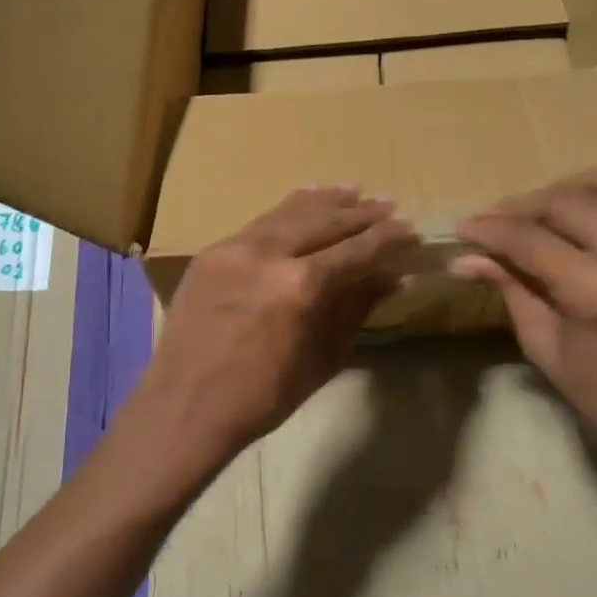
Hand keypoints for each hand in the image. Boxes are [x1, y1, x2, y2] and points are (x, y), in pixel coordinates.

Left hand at [133, 187, 414, 466]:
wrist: (186, 405)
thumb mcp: (323, 358)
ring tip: (354, 191)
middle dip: (361, 213)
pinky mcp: (212, 252)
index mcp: (300, 287)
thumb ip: (357, 308)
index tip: (409, 229)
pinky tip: (306, 198)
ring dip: (325, 201)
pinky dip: (287, 209)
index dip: (387, 238)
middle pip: (324, 221)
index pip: (355, 250)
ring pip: (289, 212)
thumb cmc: (263, 397)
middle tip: (389, 205)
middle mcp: (268, 254)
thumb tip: (394, 276)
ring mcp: (234, 248)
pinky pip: (258, 222)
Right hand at [452, 158, 596, 480]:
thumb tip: (464, 259)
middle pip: (569, 202)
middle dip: (523, 205)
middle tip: (498, 219)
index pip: (529, 239)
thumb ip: (510, 289)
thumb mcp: (545, 346)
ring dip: (574, 185)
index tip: (465, 227)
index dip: (490, 229)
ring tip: (549, 203)